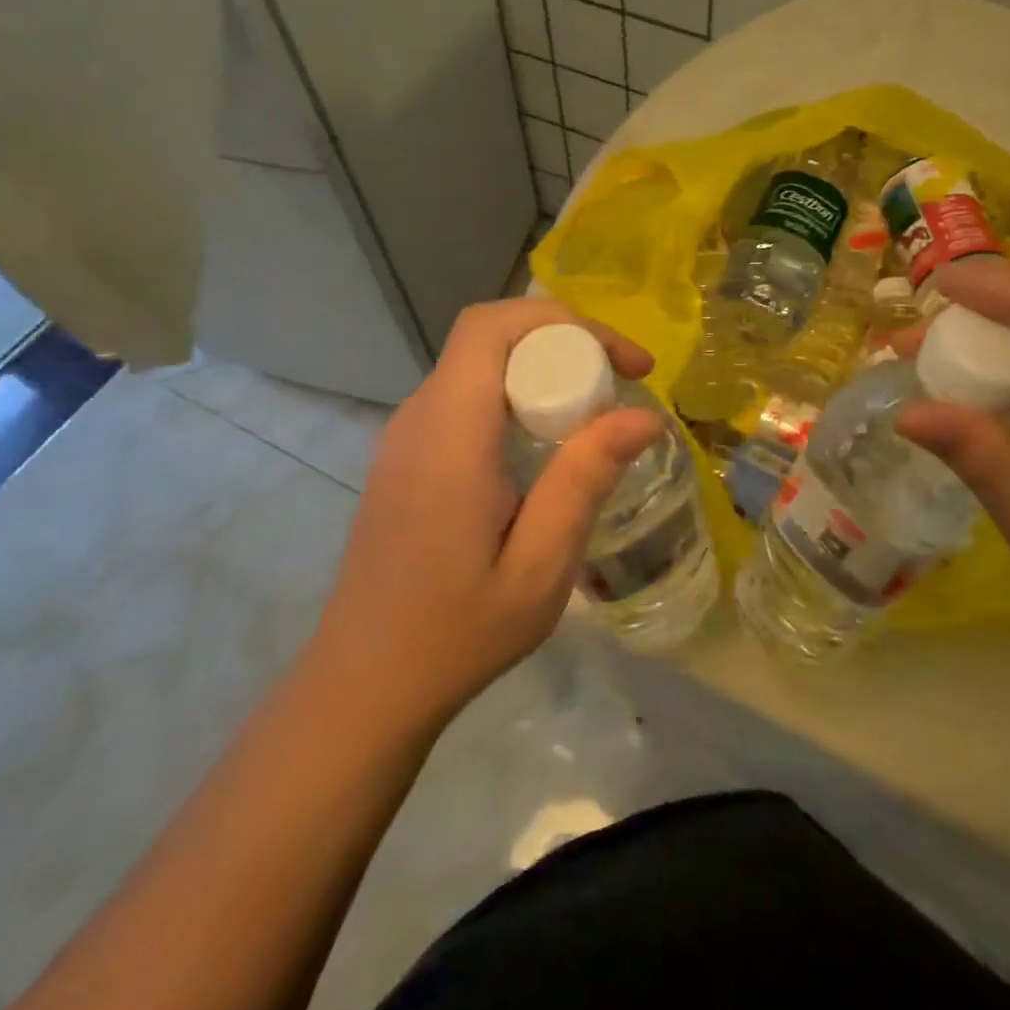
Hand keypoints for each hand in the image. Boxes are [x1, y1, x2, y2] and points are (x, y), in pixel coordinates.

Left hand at [312, 300, 662, 730]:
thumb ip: (586, 480)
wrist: (363, 686)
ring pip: (480, 367)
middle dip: (566, 346)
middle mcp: (419, 418)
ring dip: (543, 373)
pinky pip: (466, 400)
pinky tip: (545, 452)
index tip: (629, 365)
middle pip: (492, 340)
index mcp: (450, 434)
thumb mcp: (539, 567)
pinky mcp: (405, 459)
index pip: (494, 327)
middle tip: (623, 390)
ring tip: (595, 419)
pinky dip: (516, 400)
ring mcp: (405, 437)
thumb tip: (645, 417)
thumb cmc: (455, 634)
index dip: (567, 323)